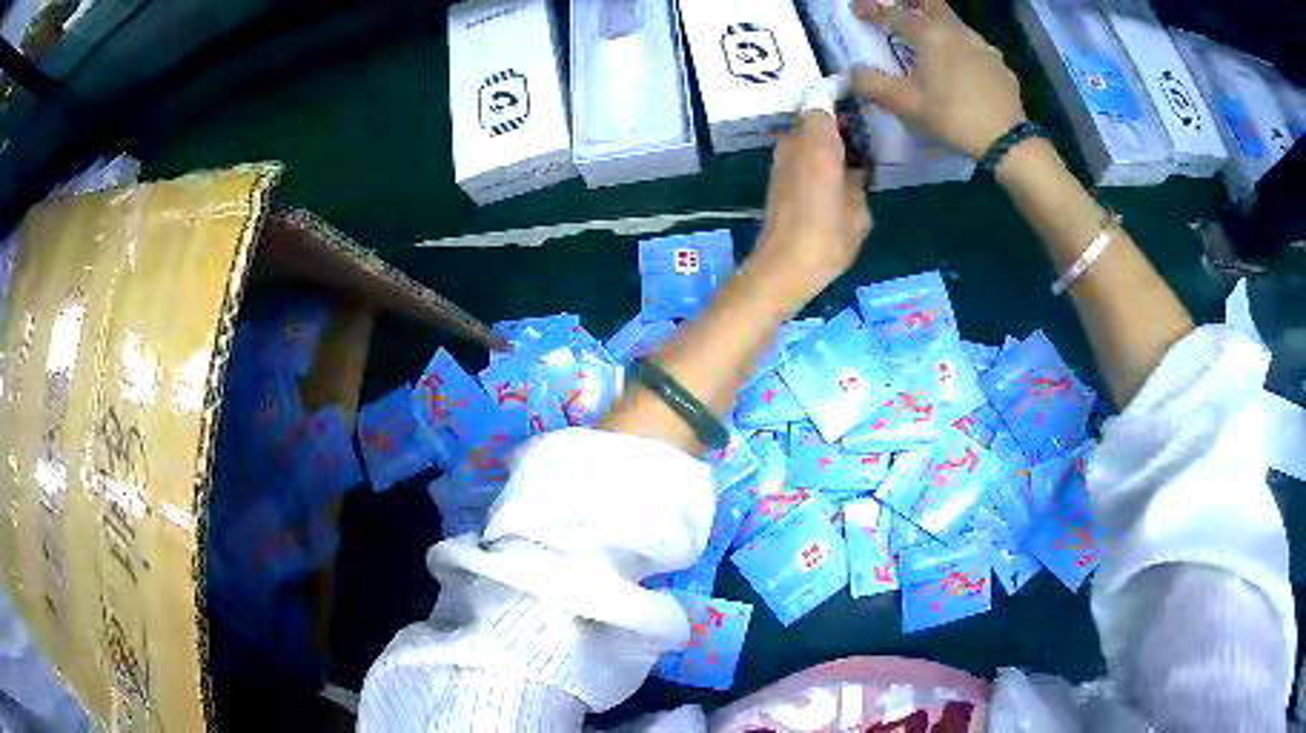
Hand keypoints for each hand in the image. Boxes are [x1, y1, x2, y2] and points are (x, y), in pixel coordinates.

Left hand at [752, 112, 870, 304]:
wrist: (782, 268)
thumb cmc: (827, 237)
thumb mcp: (859, 210)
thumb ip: (859, 180)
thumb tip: (855, 168)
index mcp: (817, 141)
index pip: (823, 98)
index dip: (839, 93)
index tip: (859, 96)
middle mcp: (794, 142)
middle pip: (815, 117)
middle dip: (839, 120)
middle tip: (866, 133)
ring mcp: (781, 160)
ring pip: (807, 136)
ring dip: (828, 141)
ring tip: (855, 155)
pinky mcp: (776, 178)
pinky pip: (801, 154)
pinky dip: (817, 157)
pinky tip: (837, 175)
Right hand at [850, 0, 1026, 157]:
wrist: (1007, 140)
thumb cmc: (952, 117)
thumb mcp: (905, 104)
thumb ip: (872, 85)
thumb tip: (854, 72)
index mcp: (930, 34)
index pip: (894, 12)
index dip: (873, 9)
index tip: (857, 10)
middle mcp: (956, 31)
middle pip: (931, 3)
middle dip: (911, 2)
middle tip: (900, 12)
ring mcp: (983, 46)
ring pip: (955, 24)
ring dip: (939, 26)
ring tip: (931, 44)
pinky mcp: (1000, 65)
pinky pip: (977, 48)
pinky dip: (963, 50)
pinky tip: (964, 68)